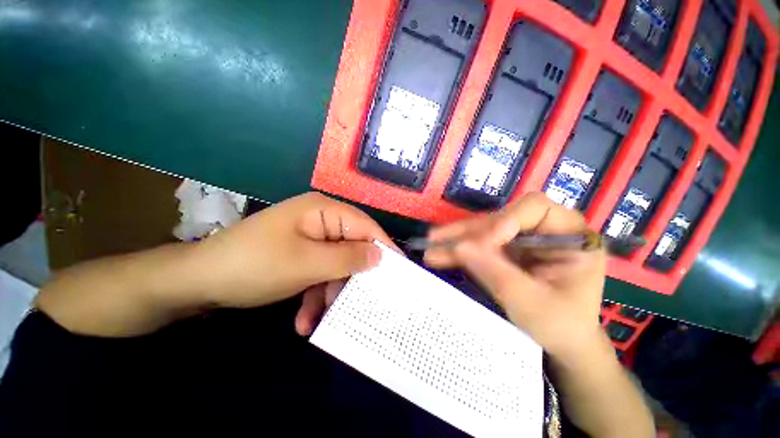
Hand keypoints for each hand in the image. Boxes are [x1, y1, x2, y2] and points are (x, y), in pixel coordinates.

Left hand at [192, 192, 396, 334]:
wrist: (198, 282)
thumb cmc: (255, 265)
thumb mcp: (307, 263)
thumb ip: (348, 258)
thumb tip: (380, 255)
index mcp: (323, 211)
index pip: (364, 225)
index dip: (383, 246)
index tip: (399, 270)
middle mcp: (320, 220)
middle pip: (351, 246)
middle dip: (352, 276)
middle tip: (363, 302)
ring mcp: (310, 238)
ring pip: (335, 264)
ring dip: (329, 292)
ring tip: (320, 319)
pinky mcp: (301, 254)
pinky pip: (318, 271)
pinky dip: (314, 294)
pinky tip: (304, 319)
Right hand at [424, 192, 605, 360]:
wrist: (562, 344)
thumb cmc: (560, 326)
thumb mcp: (530, 302)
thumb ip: (494, 271)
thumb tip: (460, 247)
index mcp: (570, 235)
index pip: (536, 208)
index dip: (506, 219)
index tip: (484, 243)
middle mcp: (545, 230)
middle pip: (501, 218)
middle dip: (468, 231)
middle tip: (437, 238)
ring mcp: (523, 239)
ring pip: (484, 230)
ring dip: (457, 239)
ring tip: (431, 245)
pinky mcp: (507, 250)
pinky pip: (480, 244)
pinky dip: (460, 250)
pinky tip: (439, 253)